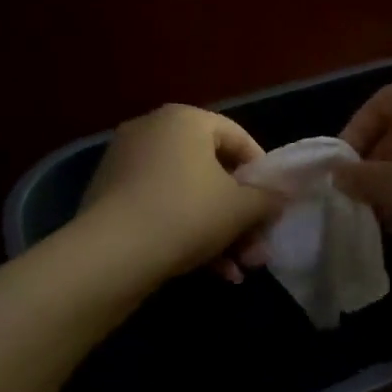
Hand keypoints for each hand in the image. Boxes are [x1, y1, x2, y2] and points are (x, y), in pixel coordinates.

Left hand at [79, 104, 281, 282]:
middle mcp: (152, 130)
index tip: (274, 208)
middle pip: (213, 173)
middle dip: (240, 217)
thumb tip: (282, 195)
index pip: (239, 139)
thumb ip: (269, 198)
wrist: (110, 255)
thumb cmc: (187, 214)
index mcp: (185, 119)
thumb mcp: (241, 208)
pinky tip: (210, 272)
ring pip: (188, 196)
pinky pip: (161, 208)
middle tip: (257, 251)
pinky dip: (186, 234)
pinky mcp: (109, 196)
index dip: (263, 176)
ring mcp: (126, 163)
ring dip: (219, 233)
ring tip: (238, 271)